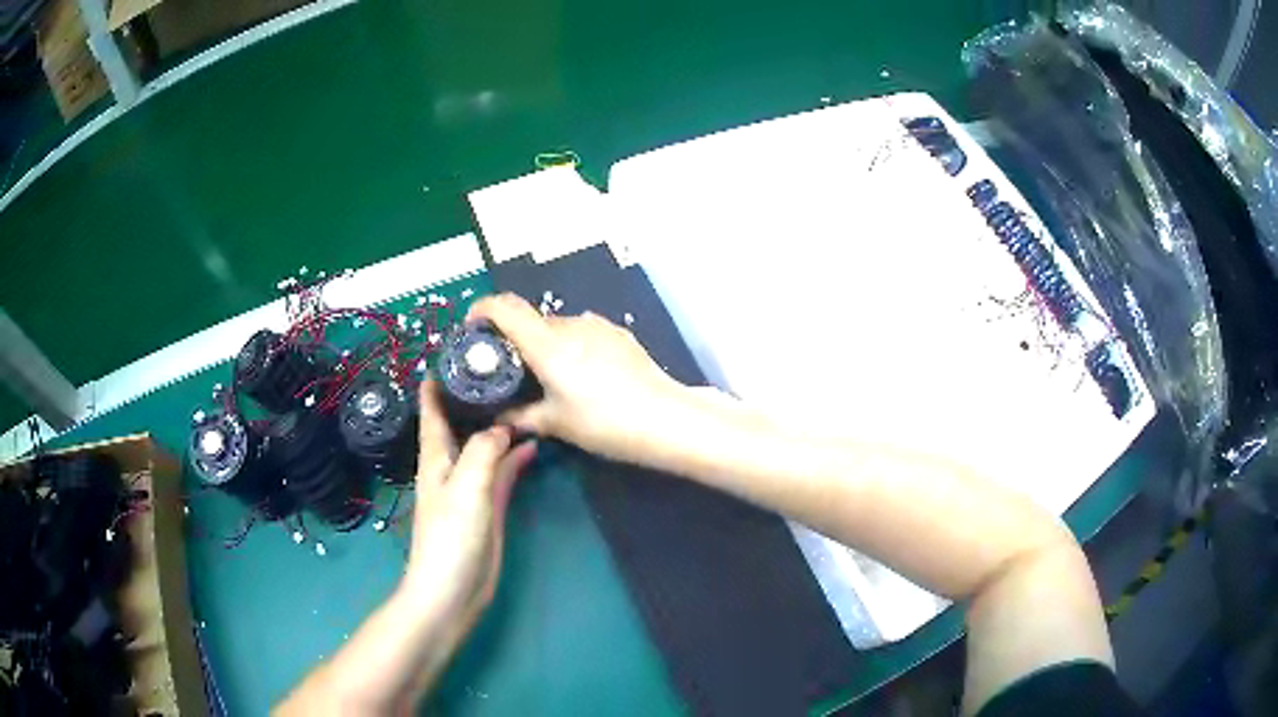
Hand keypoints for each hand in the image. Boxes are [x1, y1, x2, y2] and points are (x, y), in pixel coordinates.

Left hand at [402, 381, 536, 628]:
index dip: (438, 380)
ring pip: (485, 444)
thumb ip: (485, 452)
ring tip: (522, 395)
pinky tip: (534, 442)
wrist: (453, 589)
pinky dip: (515, 454)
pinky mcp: (490, 505)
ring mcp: (472, 485)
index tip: (456, 349)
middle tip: (502, 364)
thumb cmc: (450, 537)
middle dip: (475, 395)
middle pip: (461, 421)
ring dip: (498, 422)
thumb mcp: (466, 487)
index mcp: (436, 456)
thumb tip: (504, 427)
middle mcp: (451, 464)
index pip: (433, 409)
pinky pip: (503, 469)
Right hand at [467, 293, 684, 463]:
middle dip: (514, 338)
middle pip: (530, 319)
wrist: (665, 419)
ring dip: (545, 343)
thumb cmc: (603, 423)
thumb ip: (520, 417)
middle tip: (510, 369)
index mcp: (547, 343)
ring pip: (558, 326)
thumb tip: (497, 418)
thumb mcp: (556, 424)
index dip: (481, 309)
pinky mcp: (619, 334)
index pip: (503, 307)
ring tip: (550, 377)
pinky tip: (583, 375)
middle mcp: (570, 324)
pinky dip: (571, 346)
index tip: (472, 328)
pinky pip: (583, 332)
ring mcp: (598, 326)